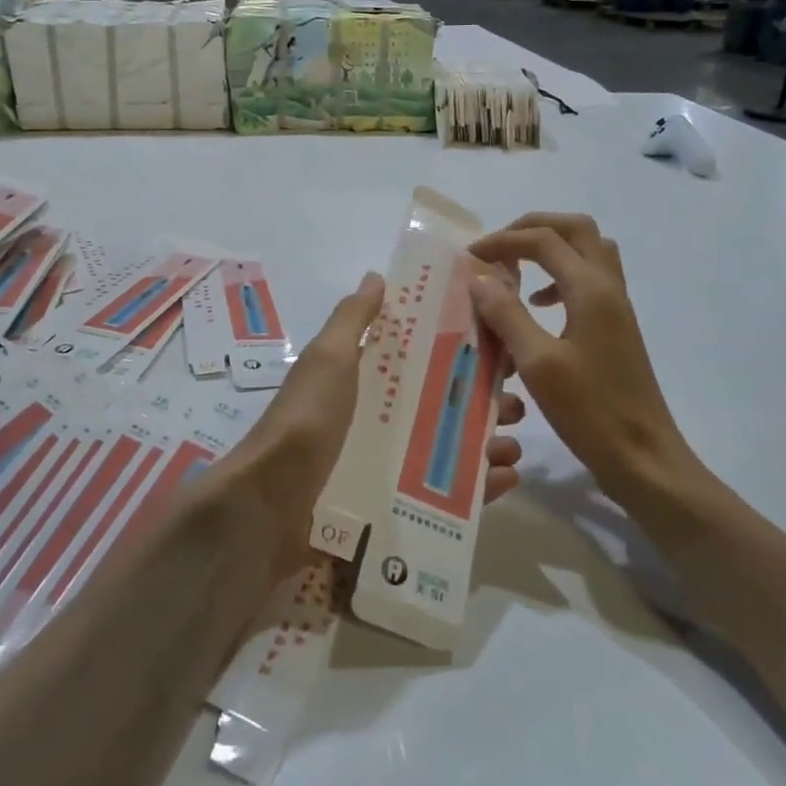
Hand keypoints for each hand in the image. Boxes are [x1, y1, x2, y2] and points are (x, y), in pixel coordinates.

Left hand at [220, 273, 524, 580]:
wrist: (270, 504)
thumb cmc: (306, 420)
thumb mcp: (328, 359)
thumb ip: (353, 319)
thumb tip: (376, 277)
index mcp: (365, 381)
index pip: (419, 360)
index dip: (457, 353)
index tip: (497, 348)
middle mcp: (378, 420)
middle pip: (441, 407)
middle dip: (481, 403)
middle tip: (515, 405)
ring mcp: (386, 466)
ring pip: (448, 451)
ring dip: (486, 445)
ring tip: (514, 446)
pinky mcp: (394, 508)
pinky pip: (444, 498)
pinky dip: (478, 489)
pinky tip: (507, 481)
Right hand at [469, 213, 721, 520]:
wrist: (643, 456)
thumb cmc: (589, 412)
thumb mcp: (537, 363)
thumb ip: (507, 314)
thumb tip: (480, 276)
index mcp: (591, 290)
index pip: (543, 240)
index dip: (502, 241)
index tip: (468, 258)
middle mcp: (609, 287)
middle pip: (575, 229)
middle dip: (532, 228)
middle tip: (498, 249)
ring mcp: (617, 307)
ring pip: (588, 251)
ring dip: (551, 248)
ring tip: (516, 271)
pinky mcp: (617, 327)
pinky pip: (591, 279)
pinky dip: (561, 276)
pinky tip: (540, 306)